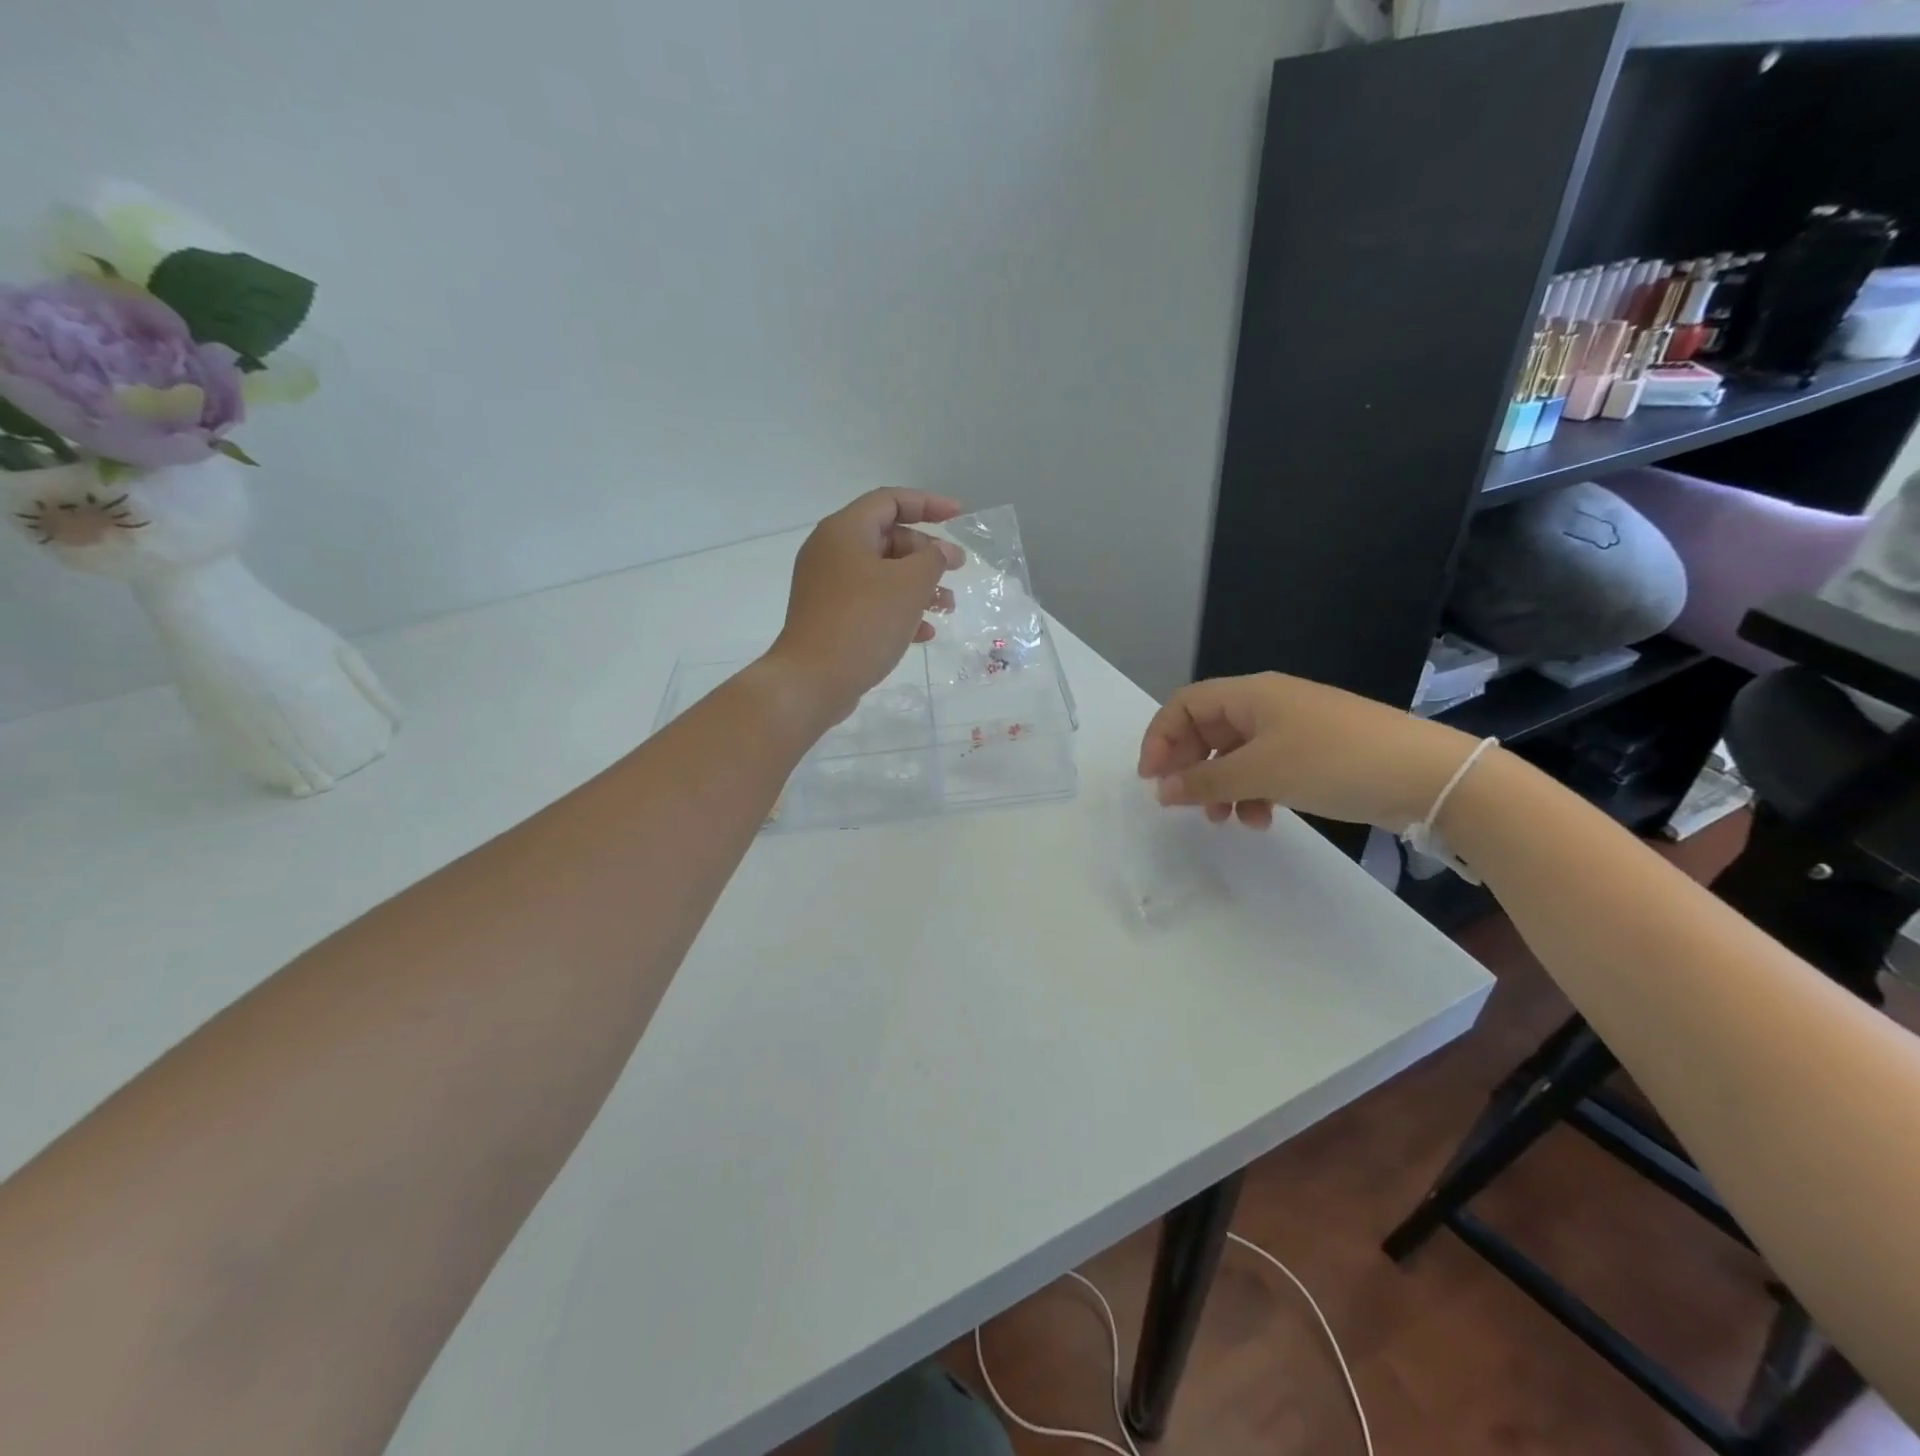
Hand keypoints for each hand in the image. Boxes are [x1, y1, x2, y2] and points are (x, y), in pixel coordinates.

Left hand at [768, 488, 964, 724]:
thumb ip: (933, 559)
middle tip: (957, 570)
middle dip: (926, 553)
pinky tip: (924, 633)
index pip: (890, 501)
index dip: (928, 504)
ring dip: (918, 586)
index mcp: (845, 531)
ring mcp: (827, 587)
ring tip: (947, 607)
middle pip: (887, 538)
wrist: (812, 680)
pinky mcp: (830, 618)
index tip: (960, 517)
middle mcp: (831, 552)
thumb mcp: (909, 585)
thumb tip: (942, 551)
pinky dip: (898, 610)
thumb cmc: (863, 622)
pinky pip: (870, 603)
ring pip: (882, 574)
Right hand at [1137, 673, 1481, 830]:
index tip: (1152, 780)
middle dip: (1190, 766)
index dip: (1160, 738)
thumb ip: (1205, 780)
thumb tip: (1160, 789)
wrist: (1428, 775)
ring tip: (1225, 820)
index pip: (1184, 705)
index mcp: (1250, 694)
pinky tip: (1262, 817)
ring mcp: (1293, 728)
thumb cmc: (1334, 762)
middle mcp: (1266, 704)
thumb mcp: (1261, 772)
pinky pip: (1265, 767)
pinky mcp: (1314, 753)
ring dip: (1221, 785)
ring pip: (1235, 753)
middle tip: (1183, 803)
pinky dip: (1253, 790)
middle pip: (1207, 729)